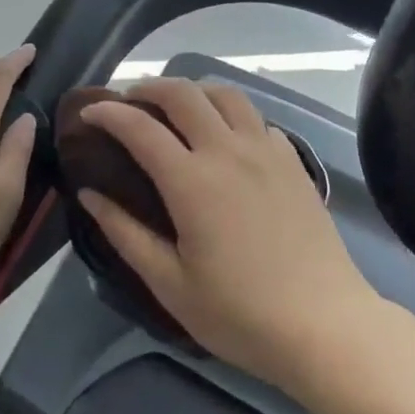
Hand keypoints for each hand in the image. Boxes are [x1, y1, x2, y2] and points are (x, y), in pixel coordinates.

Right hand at [76, 78, 377, 389]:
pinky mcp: (292, 160)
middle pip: (183, 93)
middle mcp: (227, 150)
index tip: (88, 113)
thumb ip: (125, 234)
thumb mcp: (171, 285)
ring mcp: (265, 150)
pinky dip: (231, 114)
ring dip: (193, 90)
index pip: (140, 127)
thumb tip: (88, 194)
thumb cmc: (241, 314)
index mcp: (191, 180)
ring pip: (225, 93)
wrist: (326, 326)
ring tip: (177, 108)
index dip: (108, 113)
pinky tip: (227, 138)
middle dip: (148, 87)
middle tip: (129, 101)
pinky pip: (256, 118)